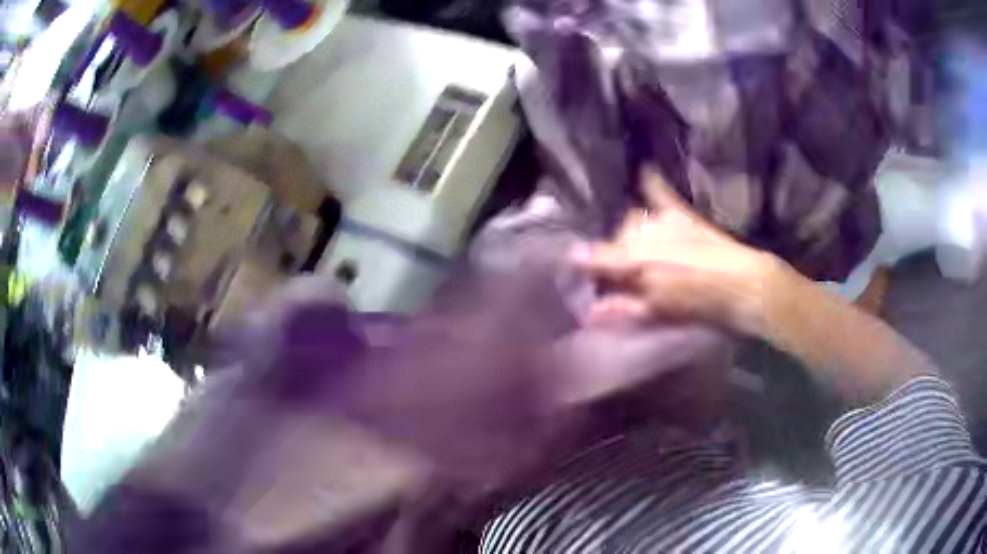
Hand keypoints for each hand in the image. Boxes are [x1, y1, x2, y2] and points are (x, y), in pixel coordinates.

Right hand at [573, 171, 782, 335]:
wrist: (745, 286)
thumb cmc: (701, 305)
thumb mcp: (659, 314)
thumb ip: (622, 309)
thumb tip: (589, 312)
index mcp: (636, 263)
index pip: (595, 258)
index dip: (582, 264)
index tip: (574, 268)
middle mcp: (644, 236)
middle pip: (615, 238)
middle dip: (612, 253)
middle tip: (620, 272)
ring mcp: (664, 222)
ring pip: (632, 219)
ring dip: (628, 232)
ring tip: (635, 249)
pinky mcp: (684, 216)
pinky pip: (661, 194)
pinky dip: (651, 182)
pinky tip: (645, 172)